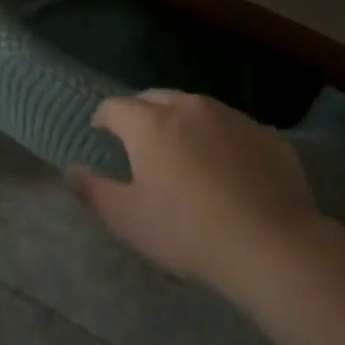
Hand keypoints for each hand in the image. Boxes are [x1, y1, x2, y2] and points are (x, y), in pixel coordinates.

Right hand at [67, 90, 323, 295]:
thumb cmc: (189, 232)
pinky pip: (232, 128)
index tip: (101, 132)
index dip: (103, 118)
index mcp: (150, 124)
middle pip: (155, 98)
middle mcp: (189, 107)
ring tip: (183, 152)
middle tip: (139, 142)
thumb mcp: (128, 220)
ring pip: (196, 108)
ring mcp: (231, 117)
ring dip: (182, 122)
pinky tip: (227, 169)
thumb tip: (70, 170)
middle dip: (141, 114)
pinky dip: (220, 139)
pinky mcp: (266, 135)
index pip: (115, 106)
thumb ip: (92, 191)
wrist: (273, 246)